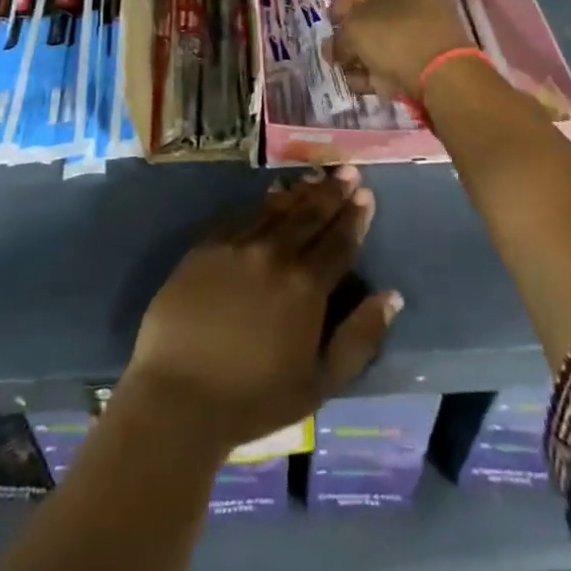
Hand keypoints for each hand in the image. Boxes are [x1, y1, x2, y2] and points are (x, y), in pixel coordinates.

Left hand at [124, 168, 401, 450]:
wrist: (178, 396)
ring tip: (316, 176)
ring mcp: (237, 245)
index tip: (366, 194)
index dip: (355, 217)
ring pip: (277, 210)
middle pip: (310, 216)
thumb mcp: (320, 383)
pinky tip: (272, 195)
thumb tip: (391, 296)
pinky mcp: (206, 246)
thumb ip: (359, 338)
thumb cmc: (254, 399)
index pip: (338, 242)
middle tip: (348, 171)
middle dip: (332, 192)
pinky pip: (242, 216)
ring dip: (300, 192)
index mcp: (305, 286)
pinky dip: (263, 203)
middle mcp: (274, 254)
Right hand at [326, 0, 474, 101]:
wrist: (442, 75)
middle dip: (350, 36)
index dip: (342, 2)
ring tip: (347, 74)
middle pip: (374, 15)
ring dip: (361, 57)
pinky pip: (399, 59)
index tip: (330, 23)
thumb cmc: (393, 36)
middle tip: (334, 53)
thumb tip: (335, 48)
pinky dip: (380, 70)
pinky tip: (363, 85)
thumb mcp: (353, 30)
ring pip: (384, 40)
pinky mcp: (431, 58)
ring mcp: (427, 29)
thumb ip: (339, 37)